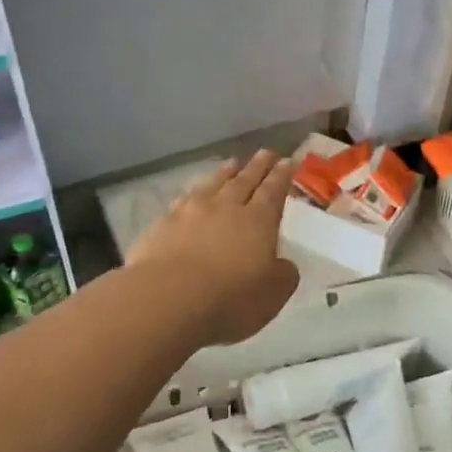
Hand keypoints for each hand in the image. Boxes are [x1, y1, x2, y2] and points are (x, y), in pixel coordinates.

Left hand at [129, 150, 300, 345]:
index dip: (282, 176)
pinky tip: (192, 194)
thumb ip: (283, 275)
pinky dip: (194, 193)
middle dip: (258, 166)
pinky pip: (184, 200)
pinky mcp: (162, 225)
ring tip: (233, 162)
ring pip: (213, 184)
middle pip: (245, 180)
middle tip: (266, 152)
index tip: (288, 161)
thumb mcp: (272, 294)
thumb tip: (283, 264)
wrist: (166, 299)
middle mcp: (225, 207)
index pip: (273, 191)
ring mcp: (190, 212)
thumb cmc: (229, 299)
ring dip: (225, 172)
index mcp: (258, 221)